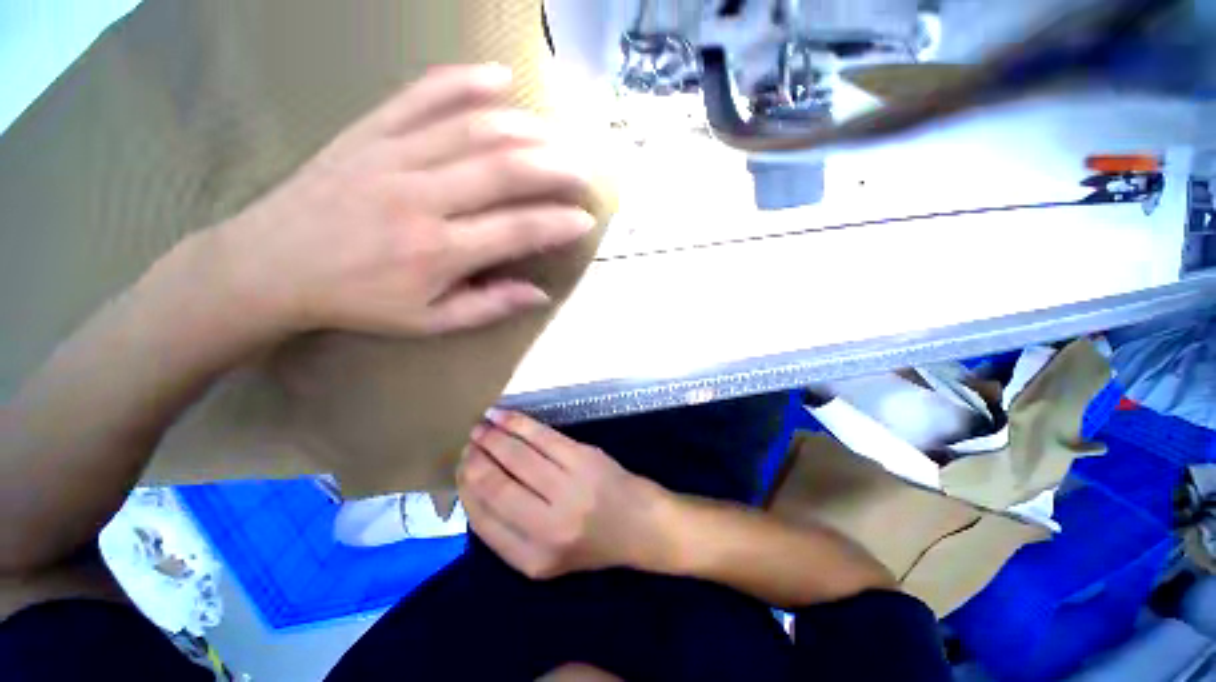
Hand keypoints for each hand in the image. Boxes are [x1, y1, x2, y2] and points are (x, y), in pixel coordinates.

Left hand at [212, 64, 596, 337]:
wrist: (269, 266)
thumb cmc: (357, 300)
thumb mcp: (429, 321)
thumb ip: (489, 306)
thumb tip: (539, 294)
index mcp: (437, 252)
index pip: (517, 230)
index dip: (559, 224)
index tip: (586, 221)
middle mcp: (421, 198)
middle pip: (504, 170)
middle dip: (556, 169)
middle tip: (584, 173)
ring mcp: (392, 156)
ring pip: (473, 129)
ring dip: (526, 129)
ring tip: (557, 137)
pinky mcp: (368, 132)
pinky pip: (421, 96)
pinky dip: (464, 81)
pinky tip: (499, 78)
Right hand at [457, 410, 672, 578]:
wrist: (640, 525)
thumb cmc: (592, 542)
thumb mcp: (546, 557)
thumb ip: (509, 532)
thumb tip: (474, 489)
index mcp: (532, 559)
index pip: (483, 519)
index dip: (466, 489)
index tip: (460, 469)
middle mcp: (548, 526)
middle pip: (496, 485)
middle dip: (474, 460)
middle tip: (468, 443)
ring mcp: (569, 488)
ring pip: (517, 455)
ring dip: (493, 437)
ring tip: (480, 426)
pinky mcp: (584, 458)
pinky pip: (542, 437)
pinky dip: (518, 423)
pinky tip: (502, 415)